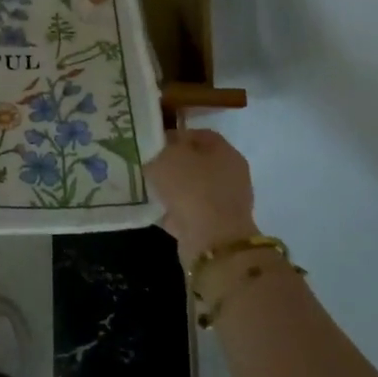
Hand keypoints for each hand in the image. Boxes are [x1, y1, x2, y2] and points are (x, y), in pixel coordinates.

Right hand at [146, 128, 257, 263]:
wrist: (212, 242)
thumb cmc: (191, 189)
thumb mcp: (166, 158)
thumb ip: (159, 150)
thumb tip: (158, 154)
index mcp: (224, 151)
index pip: (199, 134)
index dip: (174, 135)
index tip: (151, 143)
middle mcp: (230, 174)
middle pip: (196, 162)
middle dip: (171, 164)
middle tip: (147, 165)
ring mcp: (225, 202)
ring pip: (192, 188)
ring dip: (172, 189)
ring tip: (147, 188)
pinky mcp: (216, 226)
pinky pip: (190, 211)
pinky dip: (174, 211)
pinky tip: (155, 210)